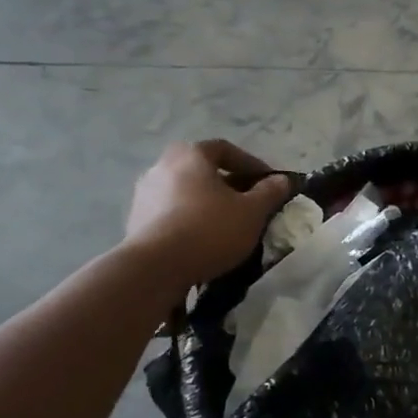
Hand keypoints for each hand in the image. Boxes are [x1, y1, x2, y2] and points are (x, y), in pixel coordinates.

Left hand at [124, 140, 293, 288]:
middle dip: (229, 186)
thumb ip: (269, 192)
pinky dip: (189, 221)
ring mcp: (144, 194)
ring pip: (186, 193)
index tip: (269, 184)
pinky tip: (204, 242)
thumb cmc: (209, 230)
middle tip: (249, 205)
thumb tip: (282, 180)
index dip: (251, 164)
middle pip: (203, 171)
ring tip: (228, 227)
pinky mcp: (136, 220)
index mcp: (190, 155)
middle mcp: (162, 166)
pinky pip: (171, 214)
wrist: (156, 268)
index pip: (225, 149)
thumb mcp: (252, 212)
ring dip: (208, 205)